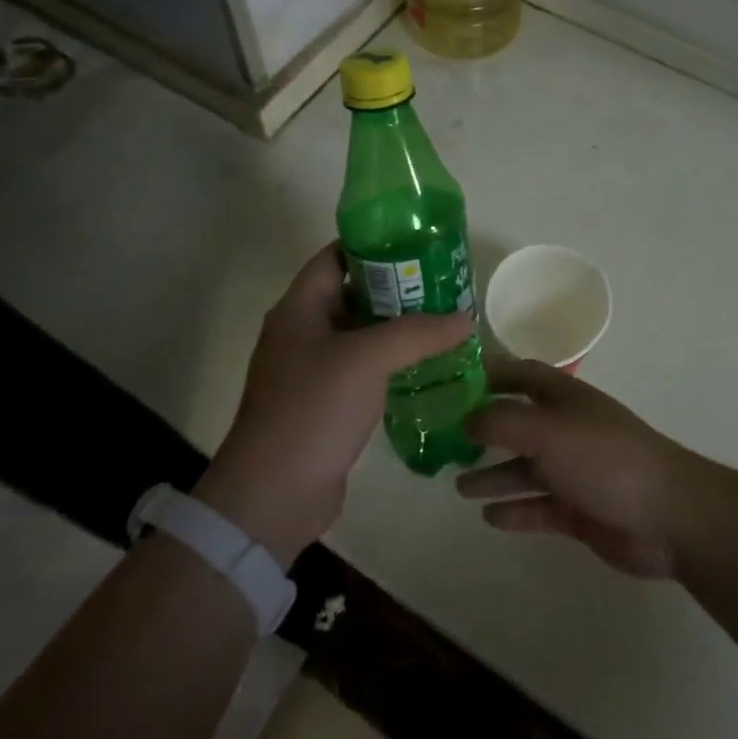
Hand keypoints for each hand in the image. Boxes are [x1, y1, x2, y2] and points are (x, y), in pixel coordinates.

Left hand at [195, 243, 472, 565]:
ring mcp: (311, 370)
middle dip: (396, 285)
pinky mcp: (324, 403)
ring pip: (360, 332)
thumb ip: (417, 333)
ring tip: (443, 319)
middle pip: (352, 292)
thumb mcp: (366, 360)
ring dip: (396, 326)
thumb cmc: (312, 410)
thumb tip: (465, 318)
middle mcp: (302, 331)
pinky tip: (426, 364)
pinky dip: (390, 361)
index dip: (373, 243)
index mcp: (299, 308)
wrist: (272, 496)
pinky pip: (362, 368)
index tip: (417, 242)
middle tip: (442, 282)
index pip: (336, 256)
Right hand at [457, 353, 703, 578]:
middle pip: (518, 425)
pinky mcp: (580, 510)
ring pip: (525, 470)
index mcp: (563, 398)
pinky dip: (515, 511)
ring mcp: (574, 471)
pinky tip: (489, 518)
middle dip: (484, 432)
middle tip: (446, 443)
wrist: (666, 516)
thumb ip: (501, 422)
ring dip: (494, 476)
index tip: (453, 382)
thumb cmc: (603, 458)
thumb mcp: (546, 431)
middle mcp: (567, 429)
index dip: (491, 375)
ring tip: (457, 487)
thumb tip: (465, 417)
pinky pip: (538, 508)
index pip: (522, 375)